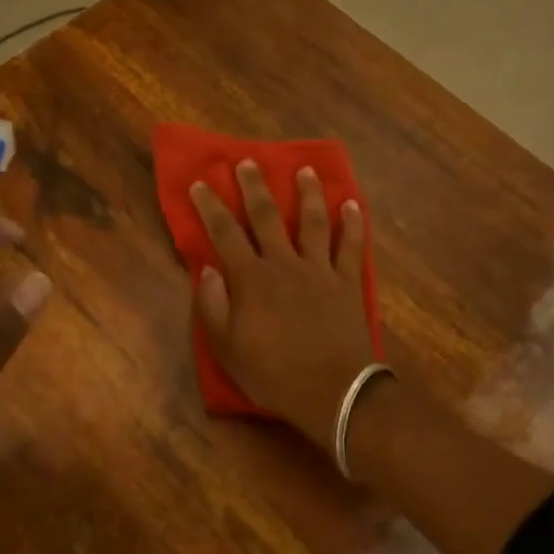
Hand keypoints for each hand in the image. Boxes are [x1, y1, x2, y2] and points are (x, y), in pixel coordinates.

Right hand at [190, 161, 378, 451]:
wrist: (333, 392)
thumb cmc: (273, 374)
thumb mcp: (227, 349)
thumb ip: (212, 306)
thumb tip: (206, 269)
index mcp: (251, 279)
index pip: (225, 233)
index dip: (210, 206)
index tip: (201, 182)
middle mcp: (284, 264)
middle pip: (267, 217)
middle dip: (255, 187)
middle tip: (248, 161)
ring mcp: (320, 270)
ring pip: (312, 222)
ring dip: (307, 193)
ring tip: (304, 170)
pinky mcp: (348, 282)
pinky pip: (351, 246)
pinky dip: (352, 224)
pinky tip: (352, 204)